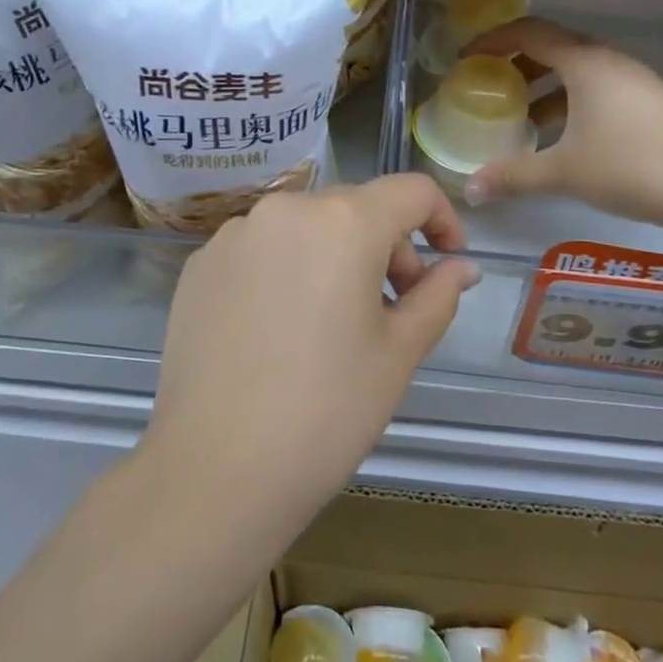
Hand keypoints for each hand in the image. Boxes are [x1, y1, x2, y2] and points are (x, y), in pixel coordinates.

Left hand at [141, 175, 478, 542]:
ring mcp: (235, 234)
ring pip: (306, 226)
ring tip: (333, 322)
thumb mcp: (398, 354)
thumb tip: (462, 267)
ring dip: (335, 256)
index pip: (411, 191)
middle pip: (356, 207)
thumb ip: (437, 296)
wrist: (215, 470)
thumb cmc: (326, 412)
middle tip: (394, 308)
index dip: (442, 220)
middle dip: (388, 245)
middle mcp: (286, 209)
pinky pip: (262, 248)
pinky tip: (280, 329)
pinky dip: (287, 269)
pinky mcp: (201, 263)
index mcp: (343, 222)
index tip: (445, 264)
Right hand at [461, 17, 662, 235]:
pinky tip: (557, 136)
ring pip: (575, 71)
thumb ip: (513, 176)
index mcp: (585, 63)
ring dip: (541, 86)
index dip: (493, 40)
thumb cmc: (632, 166)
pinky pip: (594, 90)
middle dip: (514, 63)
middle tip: (486, 86)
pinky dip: (567, 102)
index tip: (466, 58)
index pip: (529, 33)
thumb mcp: (564, 172)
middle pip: (552, 47)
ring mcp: (631, 81)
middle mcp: (607, 61)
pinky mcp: (646, 103)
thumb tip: (470, 189)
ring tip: (516, 116)